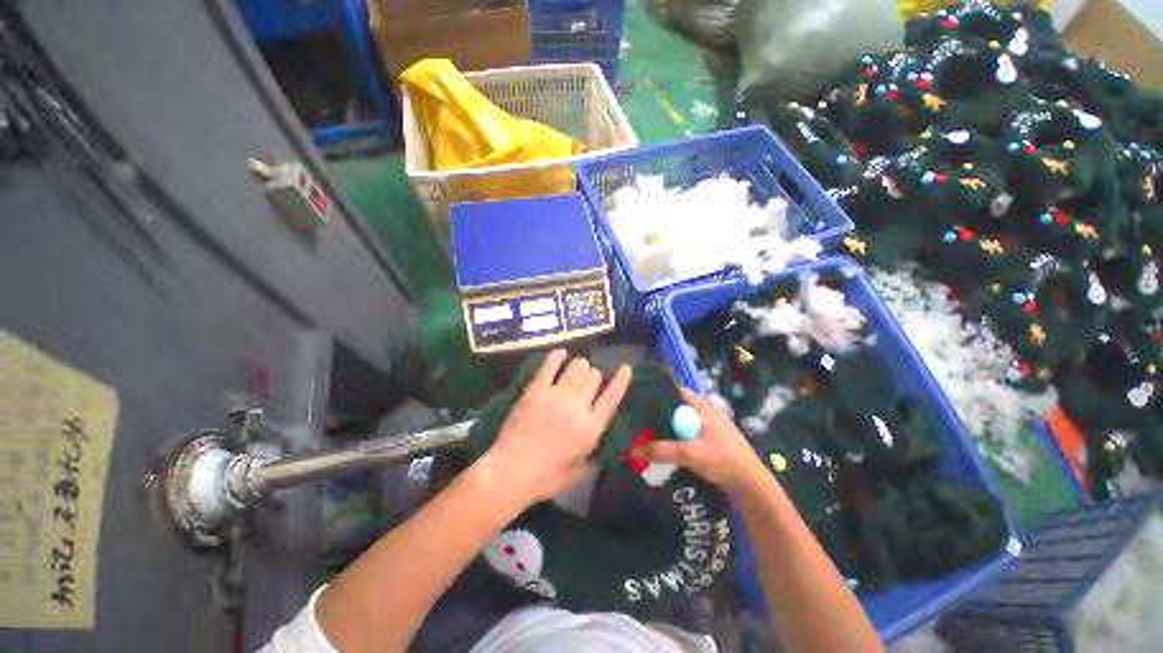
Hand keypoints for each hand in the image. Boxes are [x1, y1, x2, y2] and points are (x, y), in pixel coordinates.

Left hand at [477, 349, 631, 508]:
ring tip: (577, 369)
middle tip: (588, 382)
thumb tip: (594, 436)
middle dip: (595, 376)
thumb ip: (590, 451)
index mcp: (591, 428)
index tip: (626, 368)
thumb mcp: (579, 471)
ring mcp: (555, 395)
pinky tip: (561, 353)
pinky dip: (557, 356)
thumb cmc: (546, 478)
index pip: (612, 397)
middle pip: (594, 377)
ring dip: (580, 366)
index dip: (621, 380)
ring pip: (576, 367)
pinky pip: (550, 365)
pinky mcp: (536, 390)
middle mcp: (577, 406)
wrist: (511, 472)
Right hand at [640, 388, 767, 492]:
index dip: (658, 393)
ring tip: (649, 434)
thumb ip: (660, 450)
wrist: (751, 485)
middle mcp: (707, 412)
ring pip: (683, 422)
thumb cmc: (722, 460)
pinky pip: (690, 434)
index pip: (676, 391)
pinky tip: (667, 447)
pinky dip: (678, 438)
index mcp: (703, 406)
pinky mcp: (714, 440)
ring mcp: (712, 426)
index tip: (641, 401)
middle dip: (660, 414)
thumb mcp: (689, 453)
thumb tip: (632, 449)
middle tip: (641, 421)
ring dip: (669, 428)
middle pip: (678, 407)